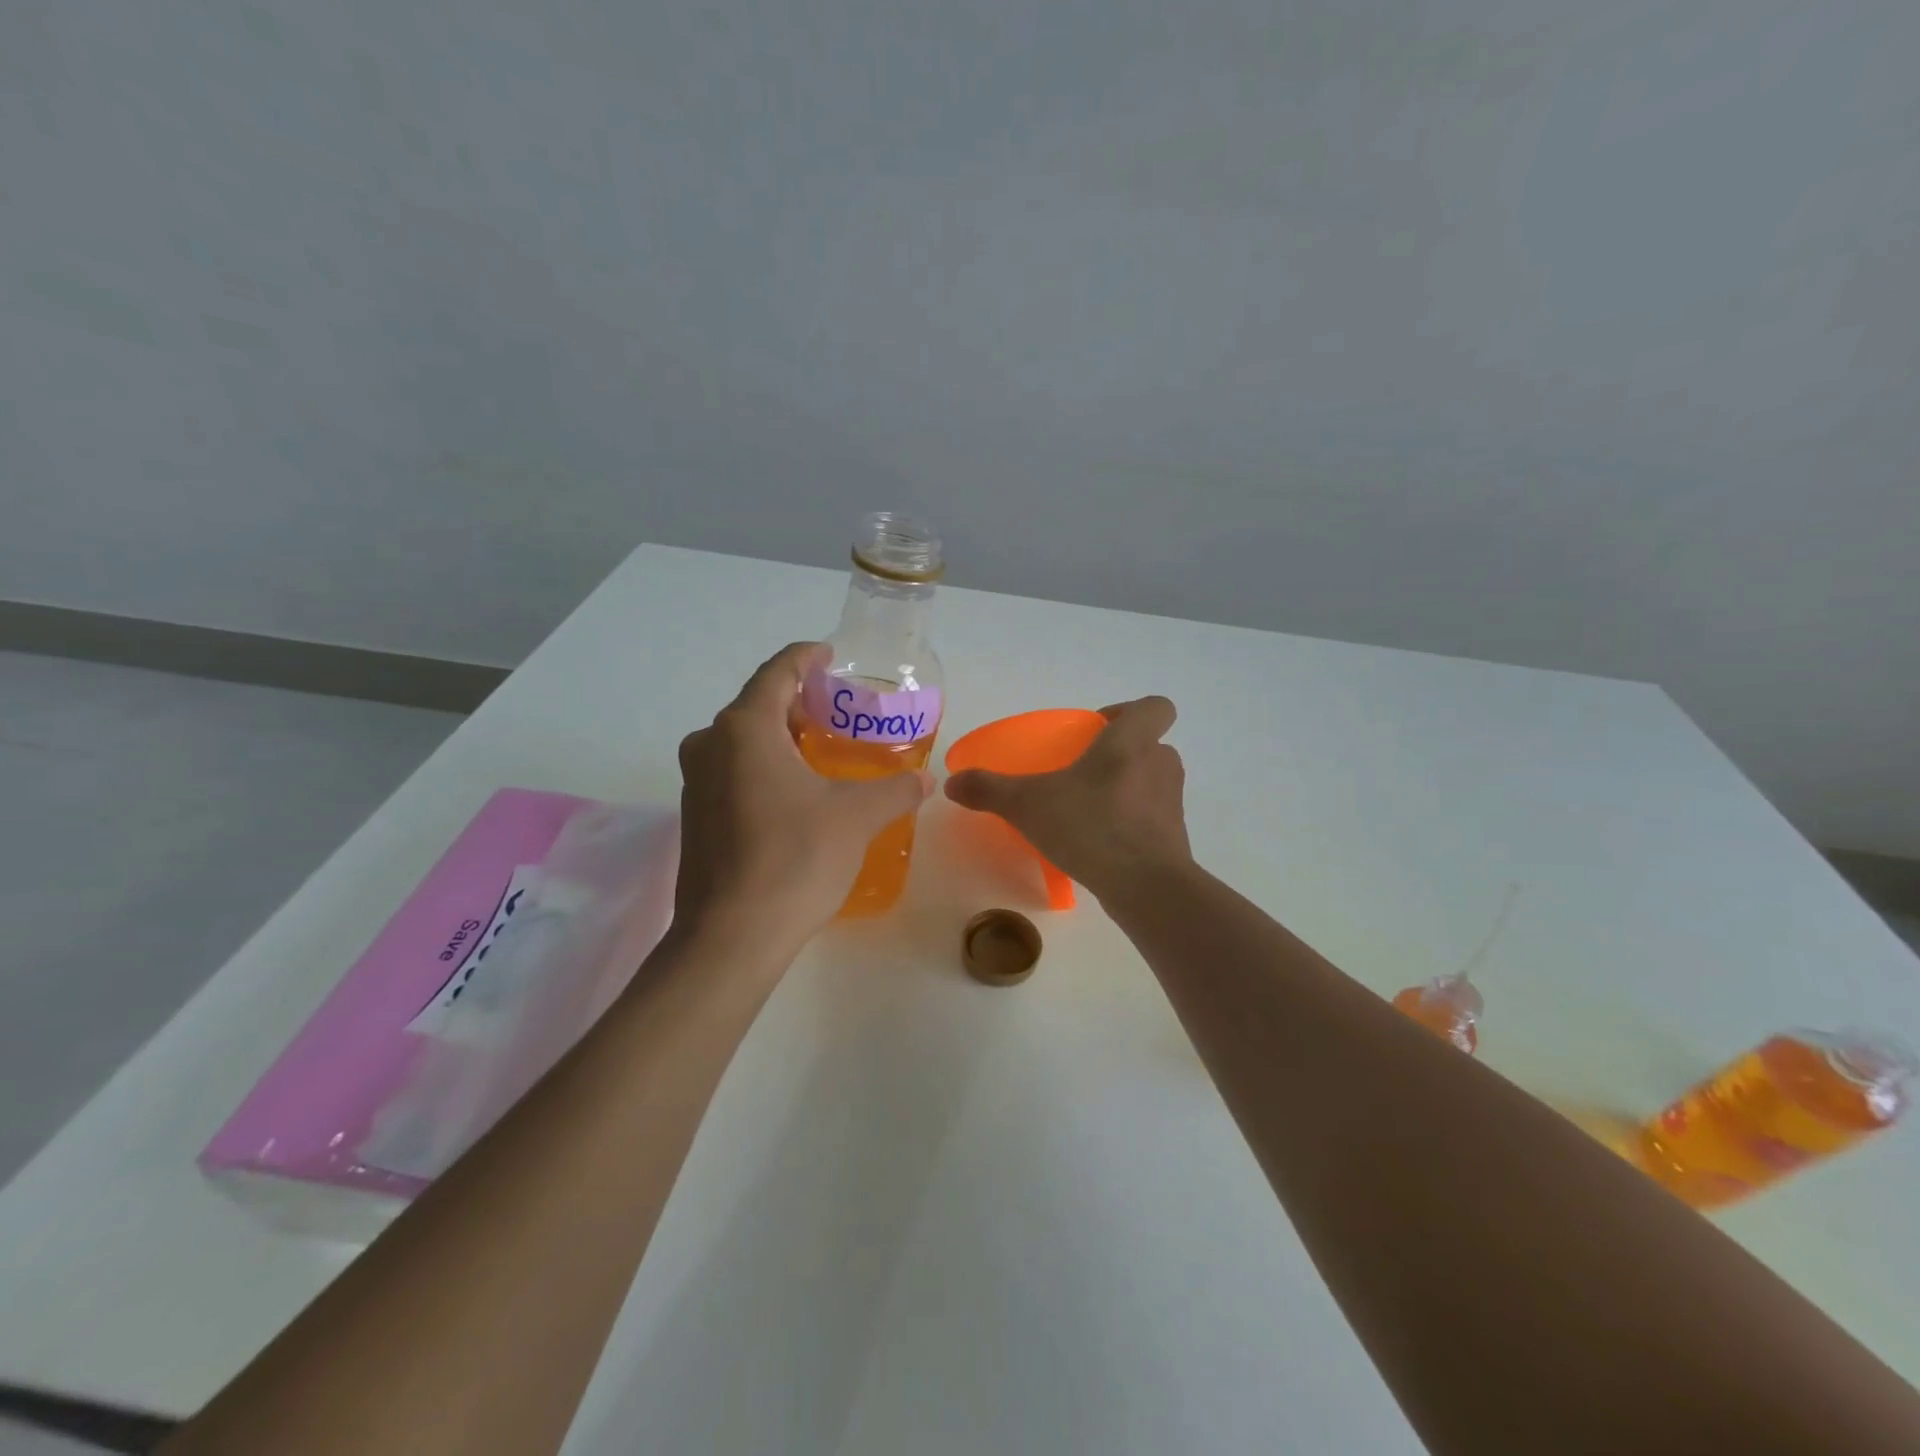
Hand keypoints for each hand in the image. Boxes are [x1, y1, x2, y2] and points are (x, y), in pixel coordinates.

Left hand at [673, 642, 933, 954]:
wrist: (732, 937)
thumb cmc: (795, 859)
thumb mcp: (857, 817)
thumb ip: (896, 790)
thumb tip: (927, 780)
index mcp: (745, 728)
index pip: (778, 671)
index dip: (807, 657)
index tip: (831, 656)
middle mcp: (710, 744)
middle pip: (759, 704)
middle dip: (800, 701)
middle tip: (841, 711)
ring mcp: (696, 782)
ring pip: (744, 740)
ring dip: (782, 737)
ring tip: (825, 750)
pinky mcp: (695, 816)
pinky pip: (733, 771)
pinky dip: (765, 766)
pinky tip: (798, 792)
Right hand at [944, 696, 1191, 899]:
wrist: (1145, 887)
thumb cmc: (1091, 826)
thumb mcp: (1028, 804)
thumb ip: (989, 789)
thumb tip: (952, 783)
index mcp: (1132, 742)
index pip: (1155, 706)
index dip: (1130, 711)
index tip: (1098, 730)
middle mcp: (1160, 765)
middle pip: (1150, 745)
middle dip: (1120, 755)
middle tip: (1083, 773)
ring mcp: (1172, 803)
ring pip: (1152, 782)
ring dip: (1127, 789)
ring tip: (1089, 810)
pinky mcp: (1175, 838)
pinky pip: (1152, 819)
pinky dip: (1132, 824)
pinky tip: (1102, 844)